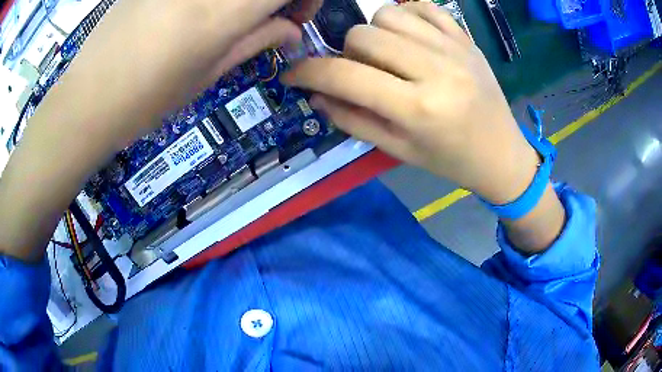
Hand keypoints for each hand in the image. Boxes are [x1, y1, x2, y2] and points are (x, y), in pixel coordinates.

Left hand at [0, 0, 321, 260]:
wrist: (85, 101)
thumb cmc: (145, 101)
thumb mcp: (206, 76)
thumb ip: (255, 42)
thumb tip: (292, 31)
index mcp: (225, 11)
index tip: (295, 18)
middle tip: (266, 18)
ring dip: (239, 3)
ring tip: (225, 20)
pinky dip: (209, 1)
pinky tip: (191, 13)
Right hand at [282, 3, 538, 203]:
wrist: (501, 153)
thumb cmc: (450, 160)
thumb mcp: (398, 150)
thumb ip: (353, 120)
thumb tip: (317, 94)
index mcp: (419, 109)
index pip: (346, 76)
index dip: (309, 72)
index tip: (293, 74)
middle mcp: (436, 70)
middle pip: (363, 34)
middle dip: (348, 53)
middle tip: (361, 72)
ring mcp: (454, 48)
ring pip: (388, 13)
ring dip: (375, 33)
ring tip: (388, 55)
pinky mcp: (466, 38)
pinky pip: (422, 6)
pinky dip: (406, 16)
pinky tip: (411, 39)